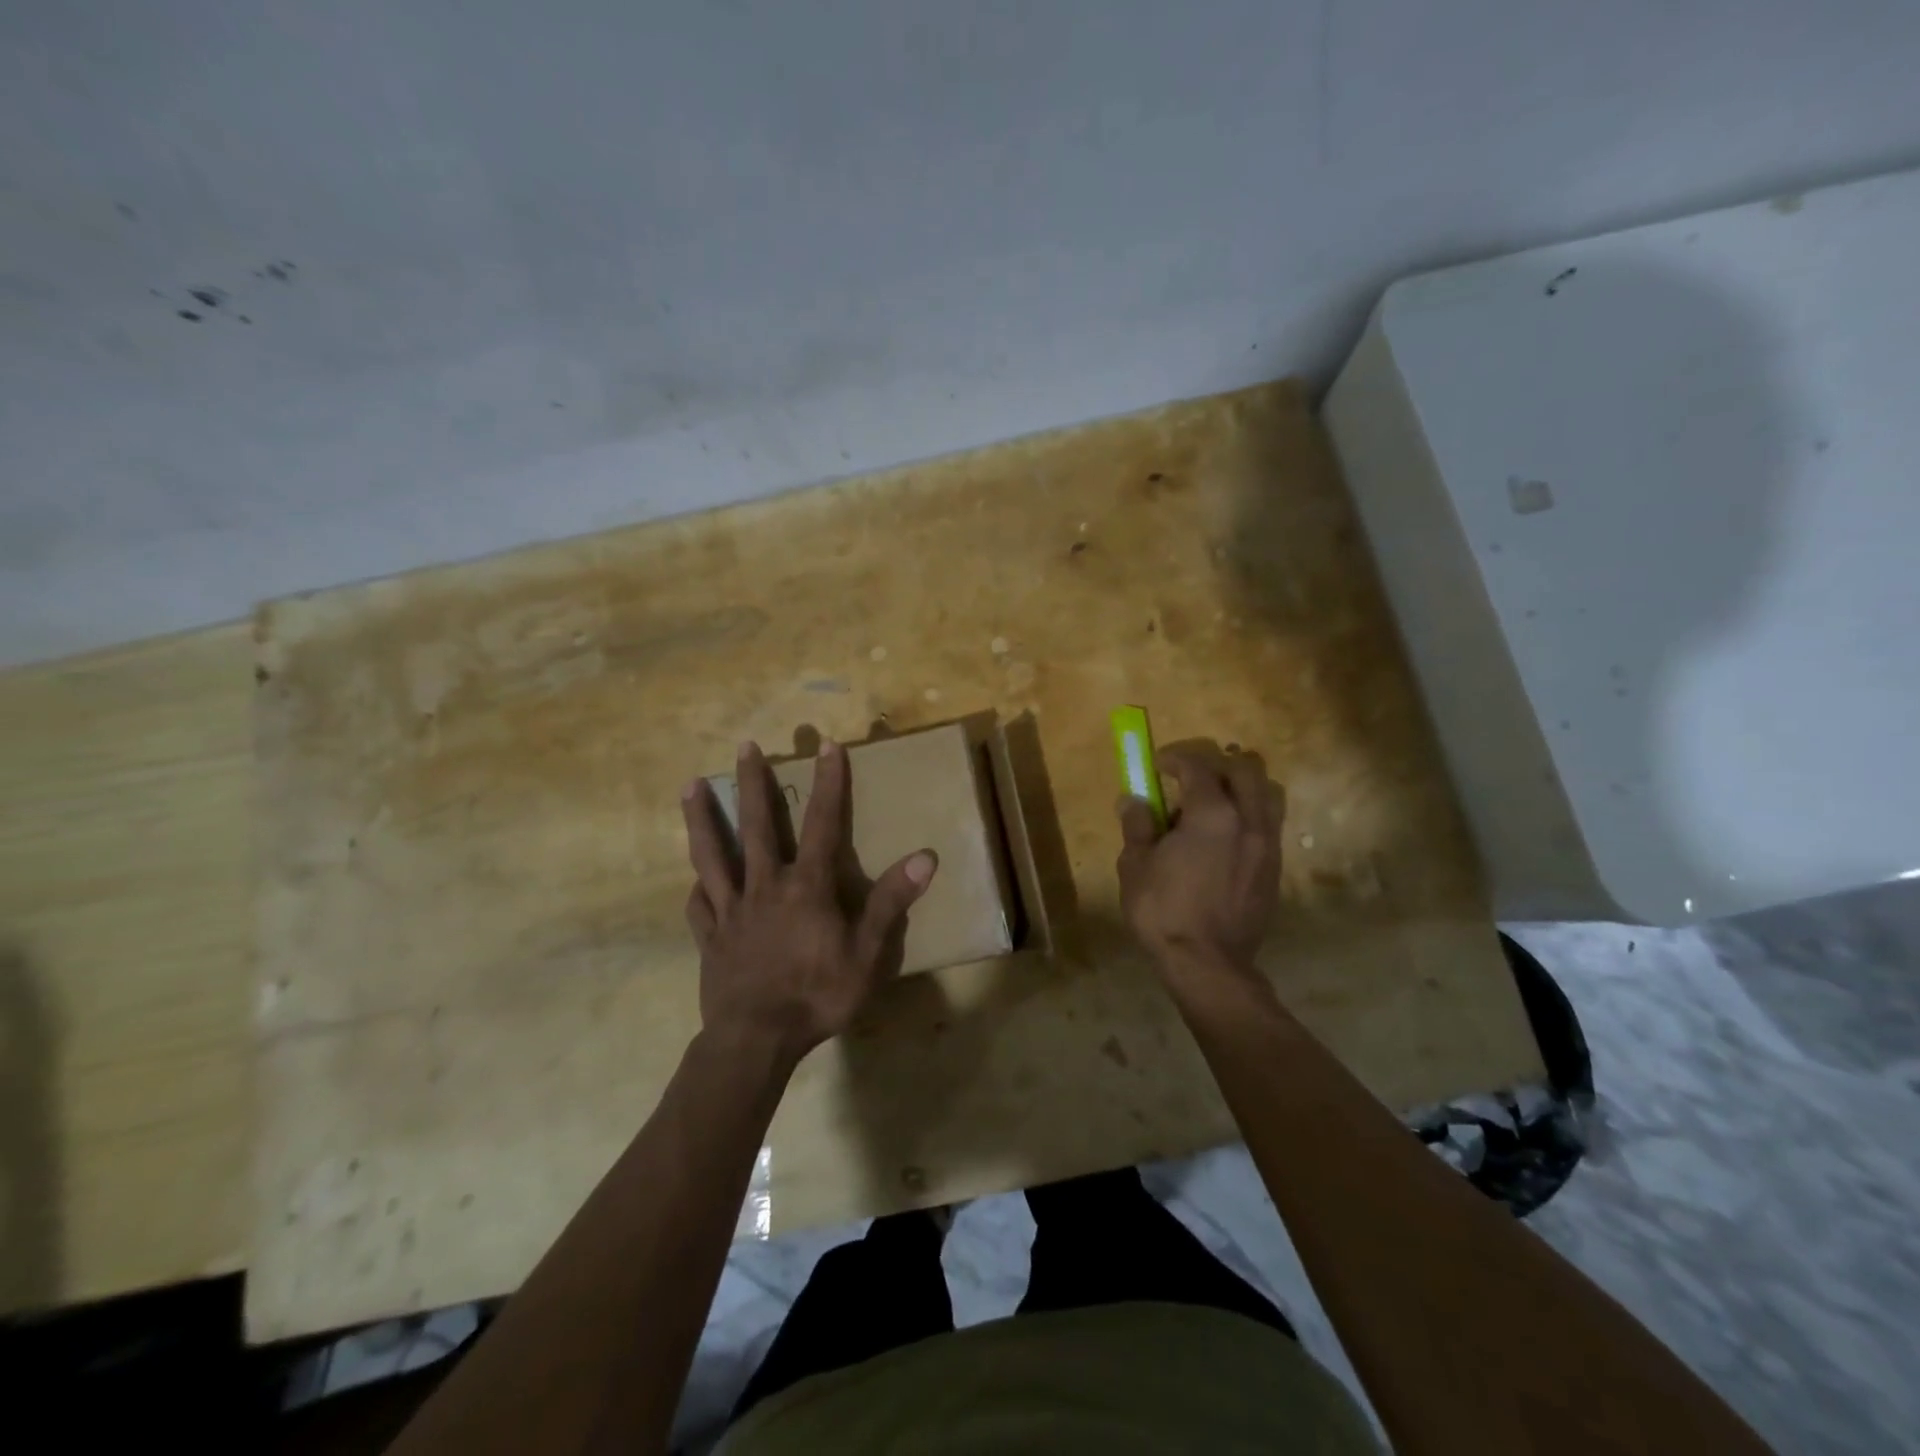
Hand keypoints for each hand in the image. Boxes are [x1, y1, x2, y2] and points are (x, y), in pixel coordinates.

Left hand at [682, 740, 937, 1065]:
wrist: (757, 1040)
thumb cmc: (818, 995)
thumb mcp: (868, 953)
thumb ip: (891, 902)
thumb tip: (925, 856)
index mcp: (806, 886)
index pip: (823, 823)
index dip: (829, 782)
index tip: (827, 745)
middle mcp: (765, 886)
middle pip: (757, 825)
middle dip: (752, 783)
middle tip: (744, 746)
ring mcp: (731, 910)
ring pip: (712, 855)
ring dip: (703, 819)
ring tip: (690, 787)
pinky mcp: (710, 937)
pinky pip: (699, 905)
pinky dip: (698, 887)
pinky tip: (693, 881)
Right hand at [1117, 742, 1282, 988]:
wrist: (1208, 965)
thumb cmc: (1164, 911)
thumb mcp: (1135, 865)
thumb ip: (1137, 826)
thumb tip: (1133, 801)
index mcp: (1212, 814)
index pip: (1198, 767)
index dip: (1176, 759)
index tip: (1158, 764)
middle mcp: (1248, 821)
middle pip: (1244, 769)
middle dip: (1216, 764)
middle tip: (1190, 778)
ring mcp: (1267, 845)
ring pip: (1267, 794)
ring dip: (1241, 787)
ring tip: (1215, 803)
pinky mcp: (1274, 869)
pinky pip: (1268, 824)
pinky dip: (1249, 816)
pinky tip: (1225, 838)